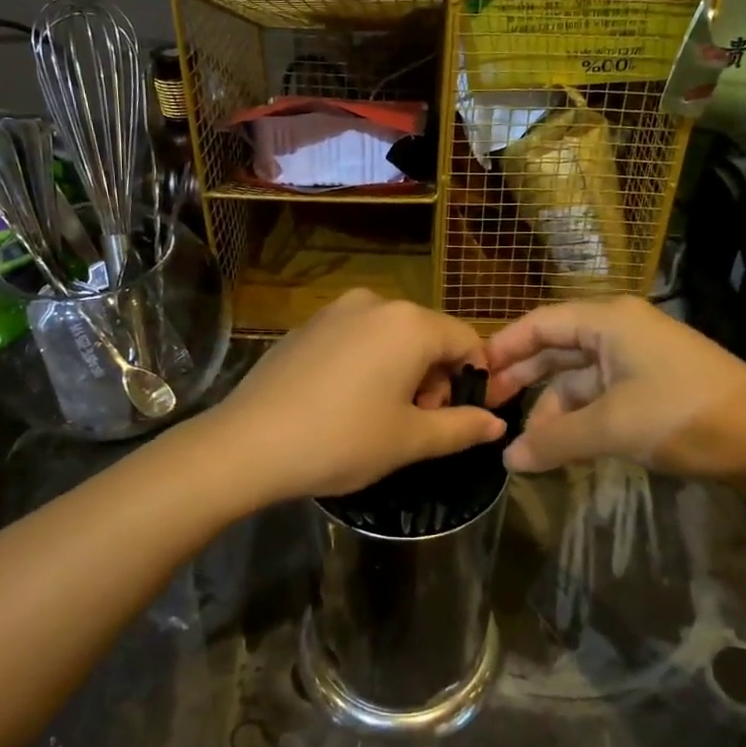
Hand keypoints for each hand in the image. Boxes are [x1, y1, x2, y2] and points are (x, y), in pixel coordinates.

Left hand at [206, 289, 504, 504]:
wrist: (248, 443)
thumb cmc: (342, 440)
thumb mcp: (410, 440)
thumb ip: (461, 427)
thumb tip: (497, 425)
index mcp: (410, 323)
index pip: (467, 341)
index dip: (472, 380)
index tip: (457, 418)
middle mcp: (376, 303)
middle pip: (429, 335)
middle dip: (434, 378)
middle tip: (415, 424)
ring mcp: (336, 310)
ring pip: (392, 336)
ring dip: (401, 371)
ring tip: (379, 416)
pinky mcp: (308, 325)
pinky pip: (356, 338)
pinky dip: (367, 364)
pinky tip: (343, 402)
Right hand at [484, 297, 745, 489]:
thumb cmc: (683, 414)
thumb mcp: (612, 426)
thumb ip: (554, 441)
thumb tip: (507, 460)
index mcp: (609, 321)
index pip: (540, 323)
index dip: (504, 347)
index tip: (473, 375)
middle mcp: (620, 330)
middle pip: (557, 347)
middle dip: (523, 378)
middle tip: (490, 407)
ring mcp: (639, 357)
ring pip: (579, 376)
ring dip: (552, 407)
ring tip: (526, 443)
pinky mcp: (653, 384)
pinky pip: (602, 394)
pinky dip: (580, 416)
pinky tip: (563, 445)